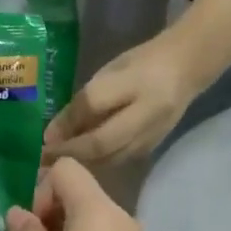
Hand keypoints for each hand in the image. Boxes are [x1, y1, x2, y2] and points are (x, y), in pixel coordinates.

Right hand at [6, 159, 143, 230]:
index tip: (32, 227)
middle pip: (79, 190)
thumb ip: (25, 230)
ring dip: (62, 228)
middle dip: (50, 210)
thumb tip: (17, 213)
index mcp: (98, 209)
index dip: (40, 190)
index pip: (66, 170)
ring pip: (89, 214)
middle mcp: (120, 216)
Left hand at [43, 30, 206, 164]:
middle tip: (45, 161)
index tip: (43, 138)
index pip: (94, 102)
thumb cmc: (141, 64)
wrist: (186, 69)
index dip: (66, 122)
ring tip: (57, 166)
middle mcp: (147, 111)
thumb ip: (84, 102)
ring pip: (109, 157)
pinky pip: (118, 161)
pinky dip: (96, 164)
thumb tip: (52, 134)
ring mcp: (153, 132)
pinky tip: (80, 163)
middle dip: (70, 152)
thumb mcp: (109, 72)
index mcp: (136, 80)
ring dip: (81, 163)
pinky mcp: (152, 148)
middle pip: (102, 141)